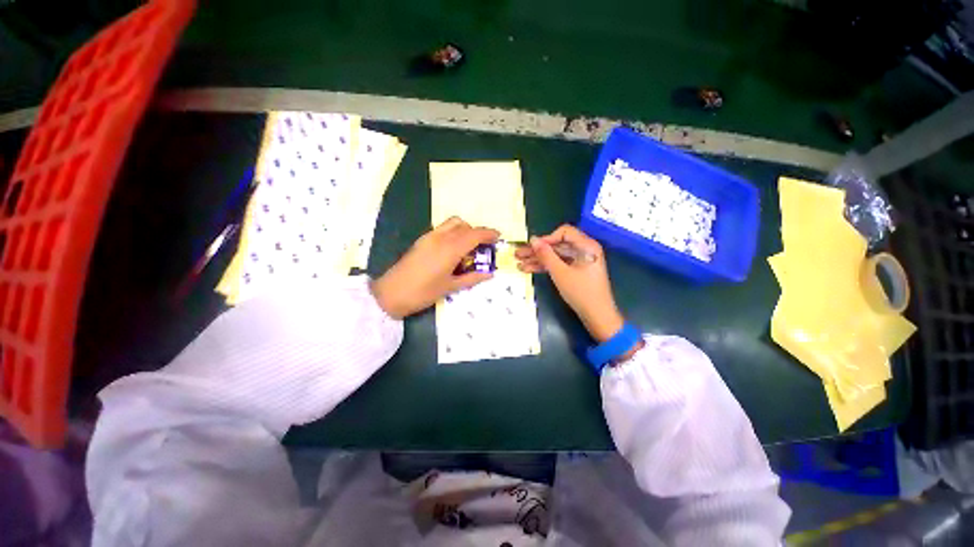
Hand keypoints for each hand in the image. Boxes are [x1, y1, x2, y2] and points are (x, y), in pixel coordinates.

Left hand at [371, 217, 498, 318]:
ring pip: (452, 223)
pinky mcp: (422, 239)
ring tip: (468, 247)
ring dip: (465, 230)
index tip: (498, 237)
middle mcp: (441, 237)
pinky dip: (453, 232)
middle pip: (464, 225)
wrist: (391, 293)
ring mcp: (429, 236)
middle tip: (483, 247)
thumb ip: (472, 278)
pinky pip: (443, 229)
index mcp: (450, 249)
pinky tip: (453, 249)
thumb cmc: (423, 292)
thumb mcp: (450, 287)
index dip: (488, 233)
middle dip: (477, 232)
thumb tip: (489, 274)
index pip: (474, 234)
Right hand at [516, 225, 623, 341]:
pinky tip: (529, 270)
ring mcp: (579, 261)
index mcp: (586, 245)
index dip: (546, 238)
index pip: (564, 232)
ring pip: (555, 256)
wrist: (598, 317)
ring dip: (538, 260)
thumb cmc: (581, 292)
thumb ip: (546, 255)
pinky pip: (559, 264)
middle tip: (518, 254)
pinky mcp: (576, 271)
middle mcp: (584, 249)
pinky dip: (546, 267)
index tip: (532, 247)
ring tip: (519, 264)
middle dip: (537, 251)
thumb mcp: (560, 273)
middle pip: (557, 245)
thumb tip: (532, 239)